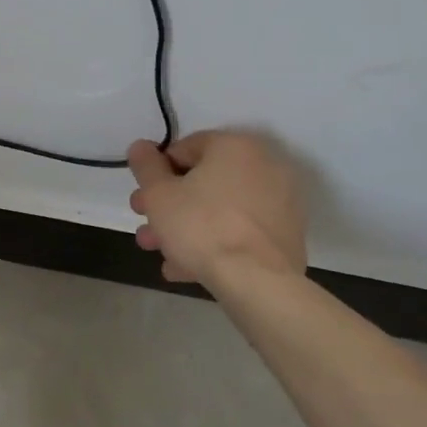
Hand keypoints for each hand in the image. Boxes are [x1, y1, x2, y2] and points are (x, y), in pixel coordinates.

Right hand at [127, 130, 307, 287]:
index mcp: (235, 146)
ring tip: (161, 254)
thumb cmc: (201, 225)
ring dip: (186, 228)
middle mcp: (264, 166)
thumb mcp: (158, 194)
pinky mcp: (286, 235)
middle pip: (203, 182)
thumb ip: (145, 166)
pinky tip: (187, 267)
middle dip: (168, 207)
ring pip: (220, 210)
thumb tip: (141, 147)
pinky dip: (215, 243)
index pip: (184, 148)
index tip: (143, 198)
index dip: (156, 173)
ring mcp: (281, 202)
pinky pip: (240, 231)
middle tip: (145, 227)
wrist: (257, 281)